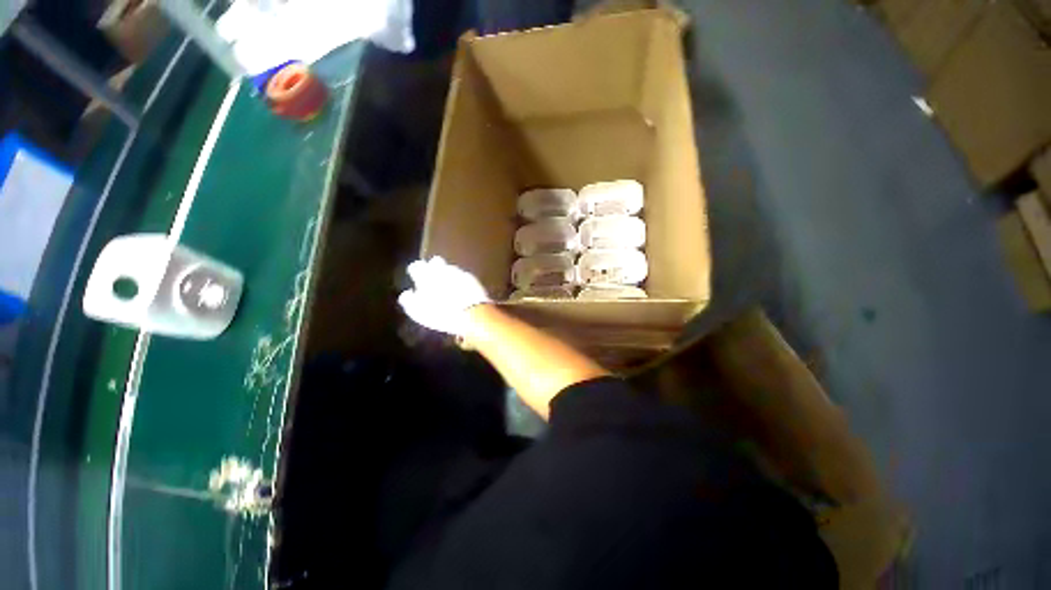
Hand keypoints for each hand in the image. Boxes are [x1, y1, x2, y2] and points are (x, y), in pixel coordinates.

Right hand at [398, 256, 490, 335]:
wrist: (471, 313)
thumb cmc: (440, 314)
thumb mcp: (418, 312)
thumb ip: (409, 301)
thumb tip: (406, 294)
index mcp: (426, 275)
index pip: (416, 266)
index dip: (414, 270)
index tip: (413, 274)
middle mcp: (441, 269)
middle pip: (434, 262)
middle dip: (432, 267)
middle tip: (431, 278)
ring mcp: (458, 272)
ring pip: (449, 268)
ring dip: (446, 274)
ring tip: (446, 286)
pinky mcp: (472, 278)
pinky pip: (462, 275)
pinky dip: (459, 280)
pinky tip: (460, 290)